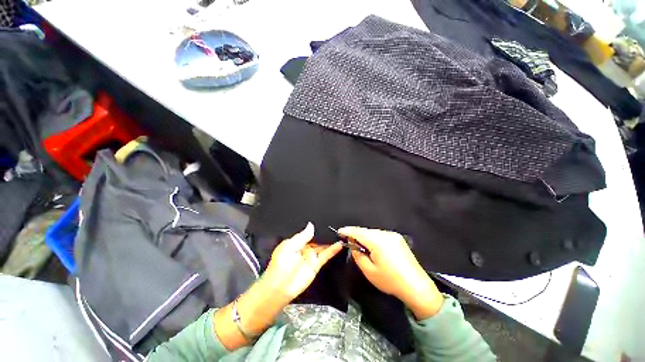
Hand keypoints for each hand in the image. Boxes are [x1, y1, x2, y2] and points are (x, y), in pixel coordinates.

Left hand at [263, 223, 342, 300]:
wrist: (280, 287)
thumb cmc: (280, 265)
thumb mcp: (290, 246)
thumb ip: (302, 236)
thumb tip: (311, 225)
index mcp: (295, 242)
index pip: (307, 233)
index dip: (315, 228)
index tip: (323, 221)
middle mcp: (304, 248)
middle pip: (316, 238)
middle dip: (323, 233)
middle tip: (334, 226)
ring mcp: (310, 256)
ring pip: (322, 246)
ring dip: (330, 241)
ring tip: (340, 233)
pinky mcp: (316, 265)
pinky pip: (326, 255)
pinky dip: (332, 250)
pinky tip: (339, 245)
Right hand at [338, 227, 443, 318]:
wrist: (417, 287)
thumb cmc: (391, 281)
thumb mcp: (369, 271)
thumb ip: (358, 255)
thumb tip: (353, 245)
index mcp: (378, 241)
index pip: (358, 232)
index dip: (348, 231)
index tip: (339, 231)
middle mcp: (386, 234)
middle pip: (366, 231)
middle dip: (356, 234)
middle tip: (349, 241)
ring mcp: (393, 235)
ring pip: (373, 232)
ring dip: (365, 237)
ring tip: (361, 246)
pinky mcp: (398, 238)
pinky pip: (381, 235)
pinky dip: (373, 238)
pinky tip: (373, 247)